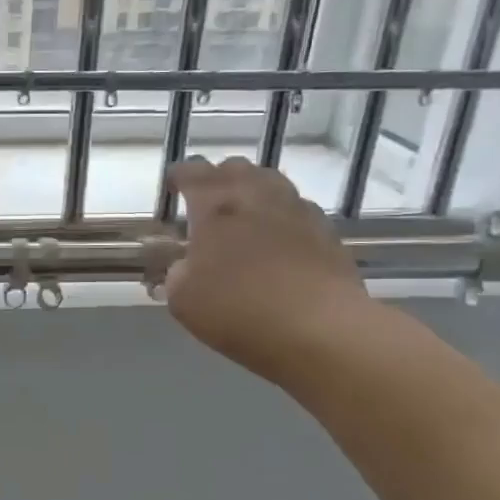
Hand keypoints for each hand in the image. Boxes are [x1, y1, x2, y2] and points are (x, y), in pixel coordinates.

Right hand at [161, 156, 375, 383]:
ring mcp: (297, 210)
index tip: (172, 187)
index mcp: (216, 206)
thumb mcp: (183, 299)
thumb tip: (186, 265)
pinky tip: (278, 240)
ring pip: (271, 182)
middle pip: (235, 167)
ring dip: (253, 192)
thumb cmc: (240, 311)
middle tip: (207, 202)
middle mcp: (257, 196)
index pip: (193, 171)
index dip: (179, 175)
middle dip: (217, 179)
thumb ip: (176, 273)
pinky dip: (282, 217)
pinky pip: (298, 210)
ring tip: (243, 216)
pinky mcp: (327, 232)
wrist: (321, 332)